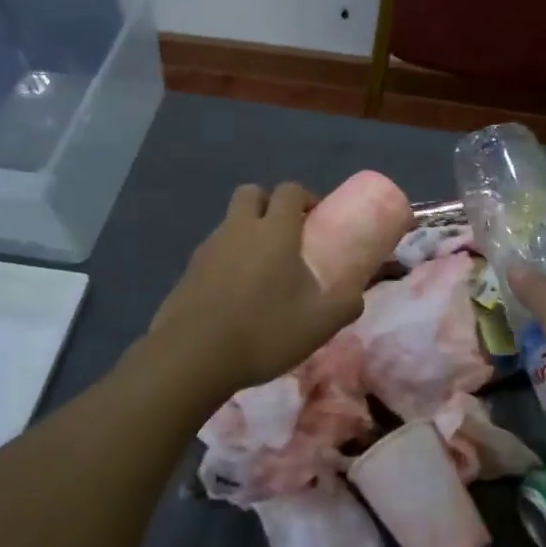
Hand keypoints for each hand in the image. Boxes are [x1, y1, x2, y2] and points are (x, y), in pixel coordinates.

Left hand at [150, 183, 366, 393]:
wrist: (192, 356)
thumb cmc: (263, 331)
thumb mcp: (319, 325)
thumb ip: (345, 305)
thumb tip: (357, 295)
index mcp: (275, 231)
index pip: (289, 190)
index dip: (305, 197)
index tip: (316, 219)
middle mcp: (240, 228)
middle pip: (252, 193)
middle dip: (270, 203)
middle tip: (285, 233)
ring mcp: (209, 247)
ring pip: (230, 221)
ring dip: (247, 232)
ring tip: (261, 270)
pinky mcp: (188, 270)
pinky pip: (213, 251)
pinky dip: (227, 259)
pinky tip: (235, 293)